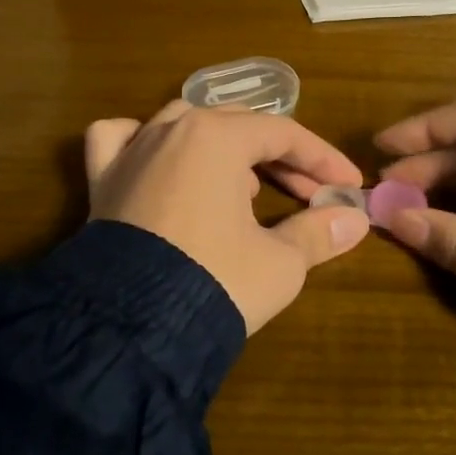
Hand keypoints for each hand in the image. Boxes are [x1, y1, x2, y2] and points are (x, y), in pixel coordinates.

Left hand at [84, 101, 369, 333]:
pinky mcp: (102, 181)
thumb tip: (353, 219)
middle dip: (281, 158)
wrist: (129, 330)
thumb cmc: (216, 281)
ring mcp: (132, 152)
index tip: (348, 184)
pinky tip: (157, 157)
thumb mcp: (280, 262)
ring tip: (244, 186)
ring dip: (223, 147)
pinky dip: (140, 140)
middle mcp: (172, 130)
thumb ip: (318, 232)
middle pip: (239, 126)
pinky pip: (118, 140)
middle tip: (311, 195)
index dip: (322, 159)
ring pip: (185, 124)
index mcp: (218, 137)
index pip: (284, 134)